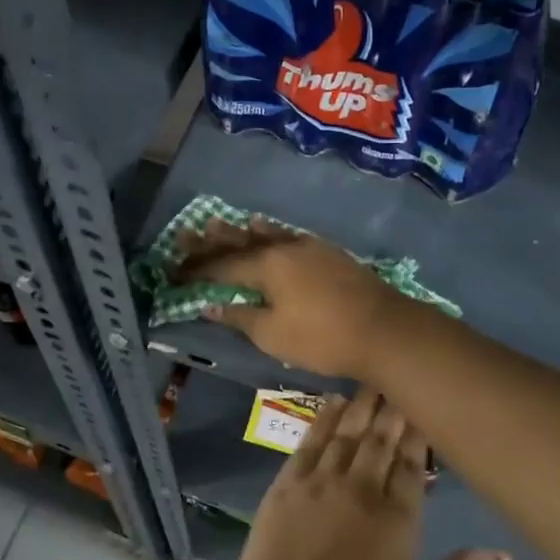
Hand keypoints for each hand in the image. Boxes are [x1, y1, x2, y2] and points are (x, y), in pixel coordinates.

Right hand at [177, 219, 402, 378]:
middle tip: (187, 233)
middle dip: (212, 241)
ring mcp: (310, 247)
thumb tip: (209, 304)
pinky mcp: (329, 254)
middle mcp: (284, 247)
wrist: (385, 330)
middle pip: (241, 242)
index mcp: (266, 265)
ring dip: (241, 231)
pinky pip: (288, 237)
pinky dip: (271, 234)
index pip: (221, 265)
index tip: (174, 271)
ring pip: (267, 235)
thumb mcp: (272, 334)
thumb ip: (239, 316)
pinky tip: (271, 232)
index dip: (195, 269)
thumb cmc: (322, 337)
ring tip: (221, 222)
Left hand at [225, 390, 512, 559]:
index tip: (427, 409)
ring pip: (349, 432)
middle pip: (383, 439)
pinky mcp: (288, 481)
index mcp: (398, 519)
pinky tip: (333, 401)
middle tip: (403, 380)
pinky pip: (311, 440)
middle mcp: (362, 488)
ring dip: (363, 404)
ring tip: (374, 380)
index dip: (421, 435)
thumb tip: (503, 556)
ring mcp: (322, 481)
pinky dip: (324, 418)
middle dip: (395, 410)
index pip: (415, 465)